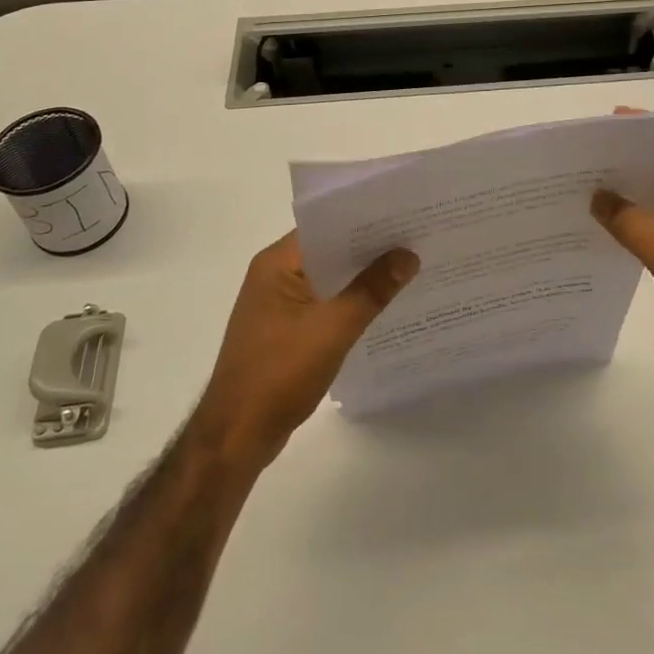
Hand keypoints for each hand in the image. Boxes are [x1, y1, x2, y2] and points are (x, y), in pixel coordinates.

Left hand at [192, 231, 417, 471]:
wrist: (236, 437)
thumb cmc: (279, 374)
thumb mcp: (333, 329)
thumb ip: (371, 290)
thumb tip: (408, 255)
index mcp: (276, 263)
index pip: (326, 226)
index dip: (365, 220)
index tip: (404, 216)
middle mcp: (274, 275)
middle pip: (329, 251)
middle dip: (369, 249)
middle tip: (416, 240)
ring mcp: (278, 305)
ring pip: (328, 280)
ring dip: (361, 278)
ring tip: (408, 269)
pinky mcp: (284, 330)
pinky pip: (324, 304)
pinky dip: (349, 303)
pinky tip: (382, 308)